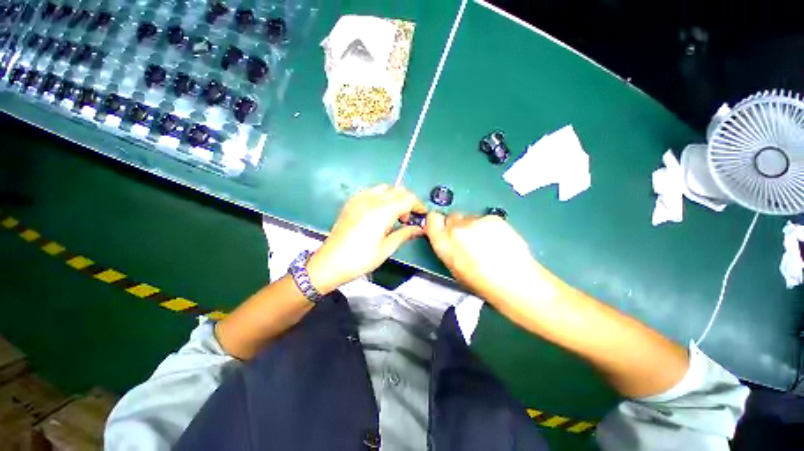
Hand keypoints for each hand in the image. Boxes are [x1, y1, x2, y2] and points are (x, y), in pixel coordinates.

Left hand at [307, 185, 425, 293]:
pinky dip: (381, 197)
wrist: (330, 262)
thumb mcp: (386, 249)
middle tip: (407, 219)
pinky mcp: (351, 202)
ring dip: (395, 197)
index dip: (418, 205)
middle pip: (398, 190)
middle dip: (408, 201)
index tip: (421, 215)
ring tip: (393, 215)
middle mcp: (371, 200)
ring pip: (385, 188)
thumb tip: (419, 229)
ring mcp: (359, 199)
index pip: (408, 198)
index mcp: (382, 212)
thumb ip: (405, 234)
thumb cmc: (360, 259)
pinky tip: (379, 212)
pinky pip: (371, 191)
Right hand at [425, 212, 543, 303]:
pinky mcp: (493, 218)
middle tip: (467, 240)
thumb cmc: (480, 282)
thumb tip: (446, 238)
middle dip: (456, 226)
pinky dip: (489, 227)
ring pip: (469, 218)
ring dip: (473, 227)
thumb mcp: (454, 267)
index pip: (432, 218)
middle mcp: (456, 227)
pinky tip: (498, 240)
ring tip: (486, 243)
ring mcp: (476, 220)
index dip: (438, 223)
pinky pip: (485, 219)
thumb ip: (446, 247)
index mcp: (443, 241)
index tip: (443, 229)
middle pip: (452, 217)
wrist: (514, 281)